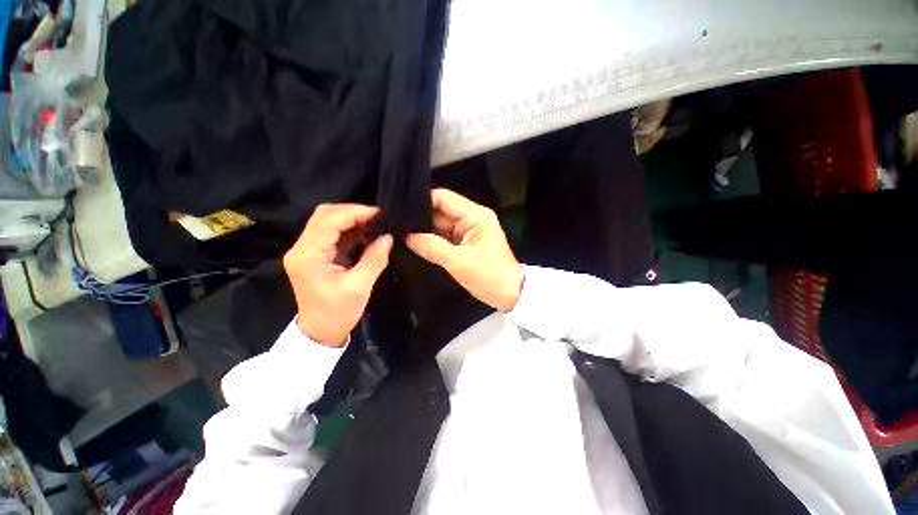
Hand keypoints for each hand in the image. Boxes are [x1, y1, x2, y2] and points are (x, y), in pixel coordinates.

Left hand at [283, 204, 392, 346]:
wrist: (320, 332)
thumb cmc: (338, 313)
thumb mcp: (359, 287)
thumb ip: (374, 259)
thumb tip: (388, 237)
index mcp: (308, 256)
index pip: (327, 221)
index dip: (354, 213)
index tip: (378, 214)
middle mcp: (302, 248)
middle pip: (324, 216)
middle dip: (353, 212)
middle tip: (378, 217)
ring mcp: (308, 251)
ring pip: (328, 222)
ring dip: (352, 220)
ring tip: (376, 223)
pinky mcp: (316, 255)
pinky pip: (333, 234)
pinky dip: (351, 231)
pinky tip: (367, 233)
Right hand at [406, 189, 522, 310]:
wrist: (511, 294)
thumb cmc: (489, 276)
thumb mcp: (459, 262)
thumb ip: (432, 247)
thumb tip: (407, 237)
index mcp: (475, 215)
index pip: (444, 198)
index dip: (422, 200)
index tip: (400, 209)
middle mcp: (472, 218)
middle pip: (441, 210)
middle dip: (420, 217)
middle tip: (396, 223)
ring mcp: (469, 230)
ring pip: (441, 224)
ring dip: (425, 229)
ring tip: (401, 232)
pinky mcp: (466, 242)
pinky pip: (446, 236)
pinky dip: (433, 240)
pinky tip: (415, 242)